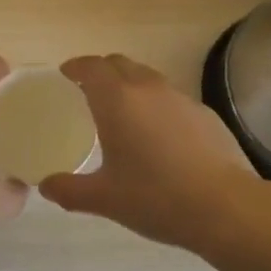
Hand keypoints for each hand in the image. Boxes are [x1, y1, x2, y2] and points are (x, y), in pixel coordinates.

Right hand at [38, 54, 265, 254]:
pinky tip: (159, 134)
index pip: (92, 66)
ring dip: (130, 85)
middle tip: (89, 90)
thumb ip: (69, 190)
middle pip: (120, 63)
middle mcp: (148, 88)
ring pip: (147, 78)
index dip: (76, 67)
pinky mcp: (205, 113)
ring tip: (123, 111)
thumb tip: (45, 186)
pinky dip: (157, 104)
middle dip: (101, 71)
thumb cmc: (156, 197)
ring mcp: (180, 98)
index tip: (66, 74)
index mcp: (117, 100)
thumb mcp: (105, 199)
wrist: (225, 207)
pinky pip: (171, 98)